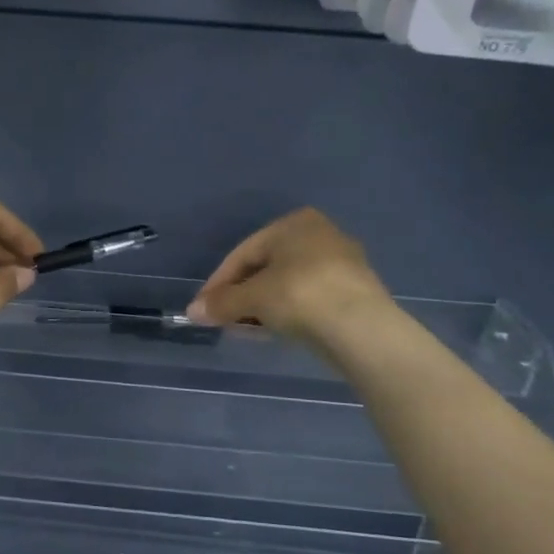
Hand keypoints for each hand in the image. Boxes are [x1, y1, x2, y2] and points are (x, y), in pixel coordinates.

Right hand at [186, 208, 390, 341]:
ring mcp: (340, 263)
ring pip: (286, 284)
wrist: (361, 327)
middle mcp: (319, 234)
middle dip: (240, 294)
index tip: (203, 308)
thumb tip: (192, 311)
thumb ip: (221, 303)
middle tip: (222, 319)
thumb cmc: (299, 295)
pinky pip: (307, 298)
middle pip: (265, 267)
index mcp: (294, 223)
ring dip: (261, 305)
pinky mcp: (353, 291)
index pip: (243, 253)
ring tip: (244, 329)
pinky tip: (273, 330)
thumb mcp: (252, 298)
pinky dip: (286, 311)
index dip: (218, 282)